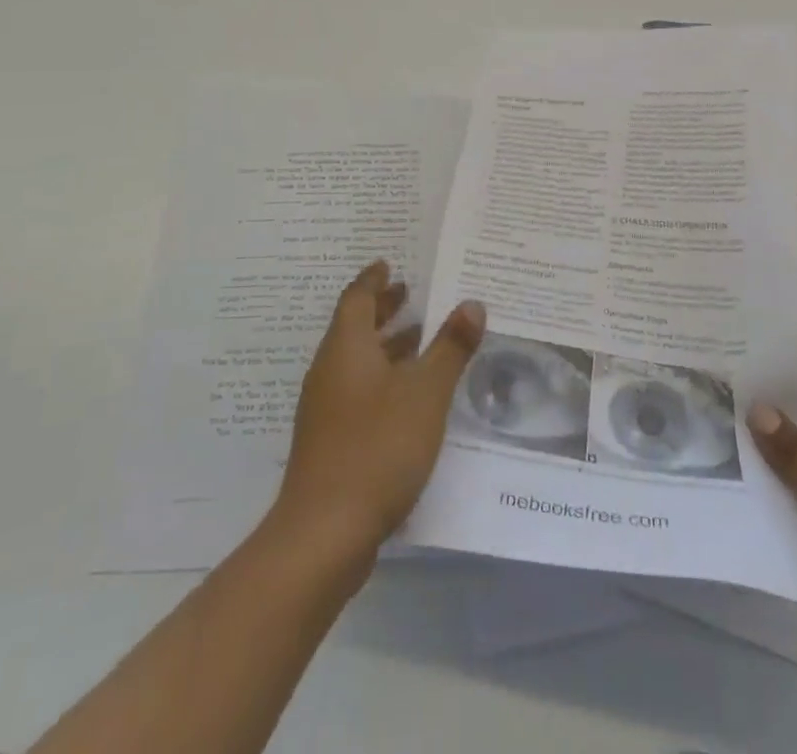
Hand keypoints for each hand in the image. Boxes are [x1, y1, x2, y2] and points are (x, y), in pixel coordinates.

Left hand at [270, 261, 484, 577]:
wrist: (324, 532)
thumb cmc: (377, 446)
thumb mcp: (426, 392)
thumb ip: (450, 347)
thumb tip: (472, 303)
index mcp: (346, 347)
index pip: (356, 298)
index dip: (373, 279)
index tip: (388, 263)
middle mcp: (330, 370)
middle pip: (354, 327)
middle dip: (382, 309)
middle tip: (410, 293)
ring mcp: (325, 407)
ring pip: (356, 360)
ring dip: (385, 345)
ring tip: (419, 338)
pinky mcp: (329, 440)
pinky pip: (356, 389)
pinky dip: (381, 377)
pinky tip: (409, 396)